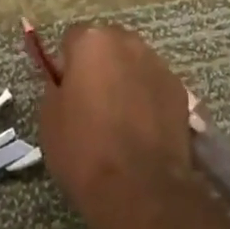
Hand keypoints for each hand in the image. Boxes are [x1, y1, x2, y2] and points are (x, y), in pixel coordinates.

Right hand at [37, 23, 196, 228]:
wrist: (139, 188)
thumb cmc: (84, 150)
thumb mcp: (50, 118)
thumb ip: (57, 86)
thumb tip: (67, 80)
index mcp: (91, 41)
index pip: (72, 39)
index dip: (67, 65)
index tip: (66, 91)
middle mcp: (127, 41)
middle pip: (107, 45)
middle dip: (100, 66)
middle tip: (92, 103)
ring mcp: (157, 63)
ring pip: (133, 63)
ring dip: (125, 79)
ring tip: (120, 119)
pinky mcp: (179, 88)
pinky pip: (154, 85)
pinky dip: (148, 98)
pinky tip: (143, 129)